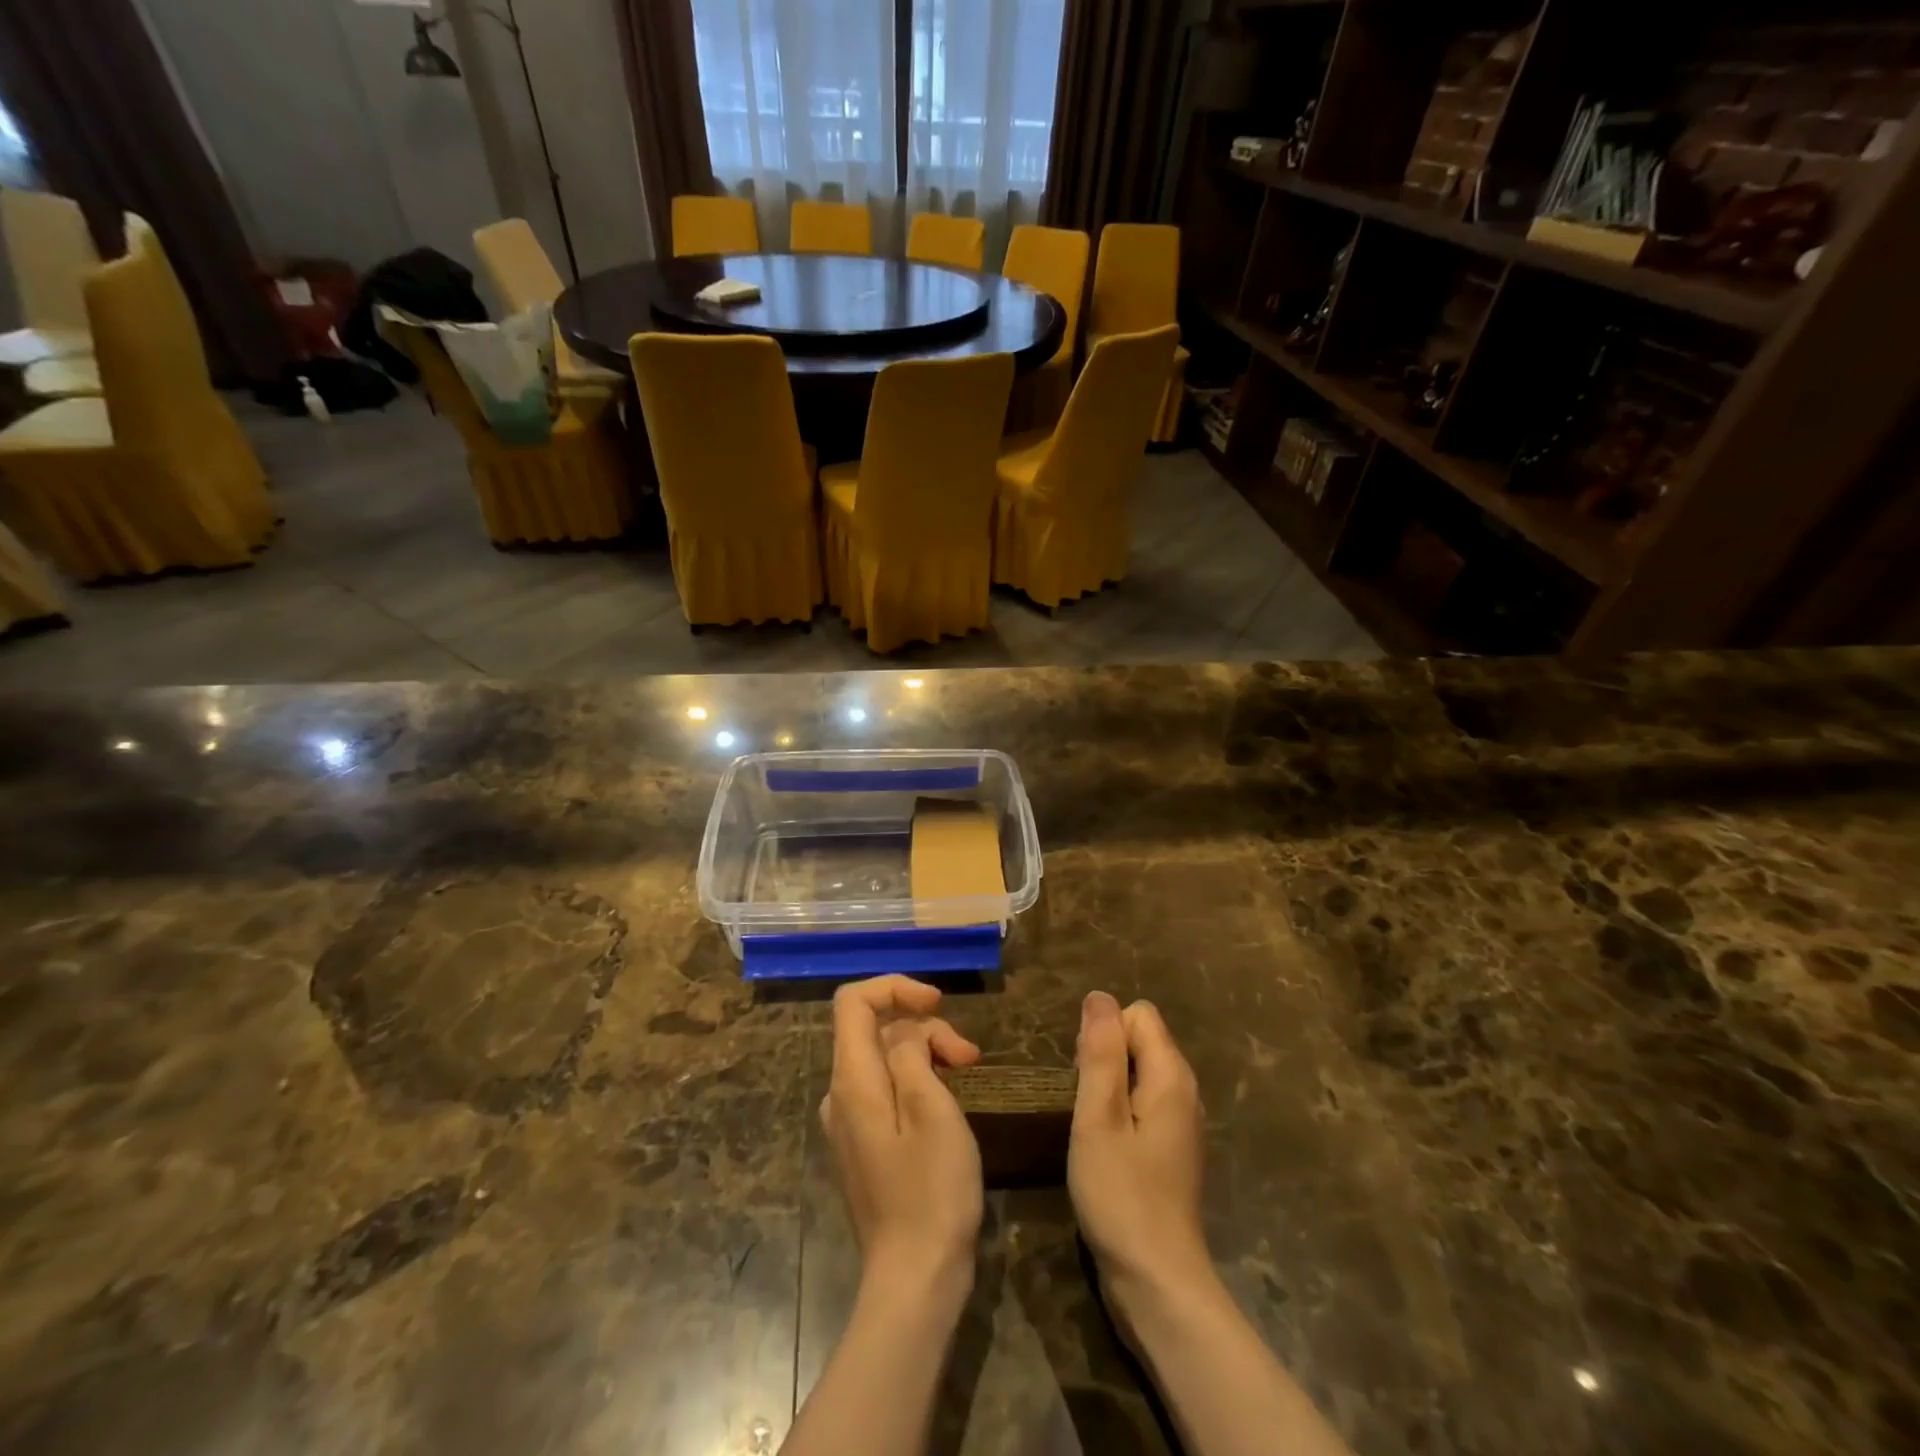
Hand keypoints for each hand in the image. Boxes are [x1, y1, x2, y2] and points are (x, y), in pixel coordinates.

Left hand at [821, 976, 983, 1299]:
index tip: (938, 1003)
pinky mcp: (863, 1145)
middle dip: (923, 1027)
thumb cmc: (931, 1191)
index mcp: (852, 1080)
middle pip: (874, 1029)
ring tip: (967, 1073)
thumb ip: (912, 1055)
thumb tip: (906, 1037)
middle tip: (969, 1056)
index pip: (853, 1001)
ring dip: (925, 1053)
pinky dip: (916, 1079)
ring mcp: (848, 1122)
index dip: (895, 987)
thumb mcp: (931, 1109)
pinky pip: (885, 1088)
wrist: (914, 1280)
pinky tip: (946, 1101)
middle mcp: (839, 1095)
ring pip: (883, 1058)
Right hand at [1069, 992, 1212, 1333]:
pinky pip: (1142, 1102)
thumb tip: (1099, 996)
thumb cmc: (1121, 1194)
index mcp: (1172, 1075)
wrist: (1157, 1283)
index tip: (1086, 1079)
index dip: (1104, 1034)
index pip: (1137, 1014)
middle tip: (1084, 1107)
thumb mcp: (1099, 1117)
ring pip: (1138, 1072)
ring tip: (1090, 1127)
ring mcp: (1181, 1122)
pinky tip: (1105, 1148)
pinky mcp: (1171, 1149)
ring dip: (1108, 1086)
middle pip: (1140, 1039)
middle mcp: (1185, 1090)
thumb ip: (1100, 1052)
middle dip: (1104, 1057)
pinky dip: (1119, 1112)